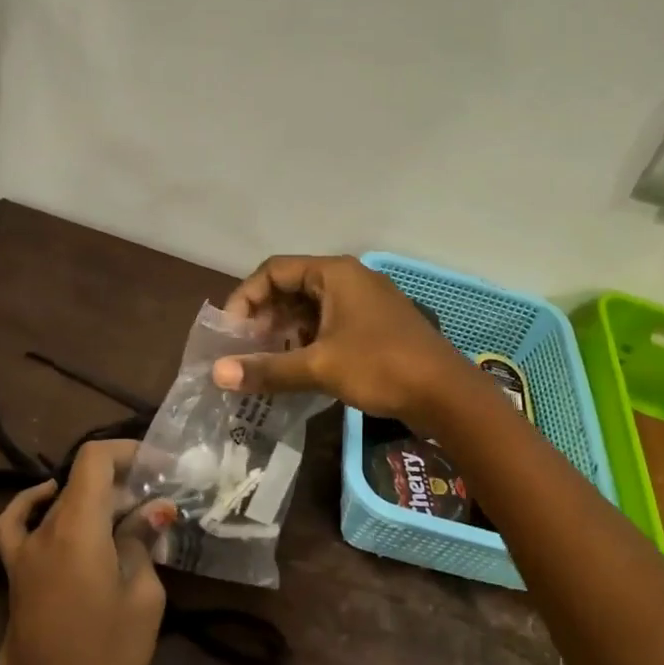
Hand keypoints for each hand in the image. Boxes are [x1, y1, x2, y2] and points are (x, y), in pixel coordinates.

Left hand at [0, 441, 172, 664]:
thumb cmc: (107, 659)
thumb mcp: (142, 598)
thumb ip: (142, 544)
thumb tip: (151, 512)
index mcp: (78, 529)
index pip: (94, 460)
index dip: (129, 452)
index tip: (162, 468)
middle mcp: (45, 531)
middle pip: (82, 481)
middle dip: (123, 480)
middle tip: (159, 500)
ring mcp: (23, 554)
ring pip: (60, 502)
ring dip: (94, 497)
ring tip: (124, 509)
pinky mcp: (15, 577)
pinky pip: (15, 526)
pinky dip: (31, 505)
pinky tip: (51, 503)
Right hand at [211, 254, 478, 436]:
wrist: (446, 394)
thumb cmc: (381, 367)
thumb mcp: (319, 367)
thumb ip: (267, 369)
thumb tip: (217, 375)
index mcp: (334, 273)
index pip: (274, 270)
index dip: (245, 298)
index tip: (230, 333)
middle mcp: (349, 279)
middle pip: (291, 287)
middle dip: (264, 318)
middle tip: (245, 351)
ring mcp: (364, 303)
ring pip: (310, 309)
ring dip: (284, 333)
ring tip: (265, 363)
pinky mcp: (374, 326)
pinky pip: (329, 325)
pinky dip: (307, 342)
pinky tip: (296, 369)